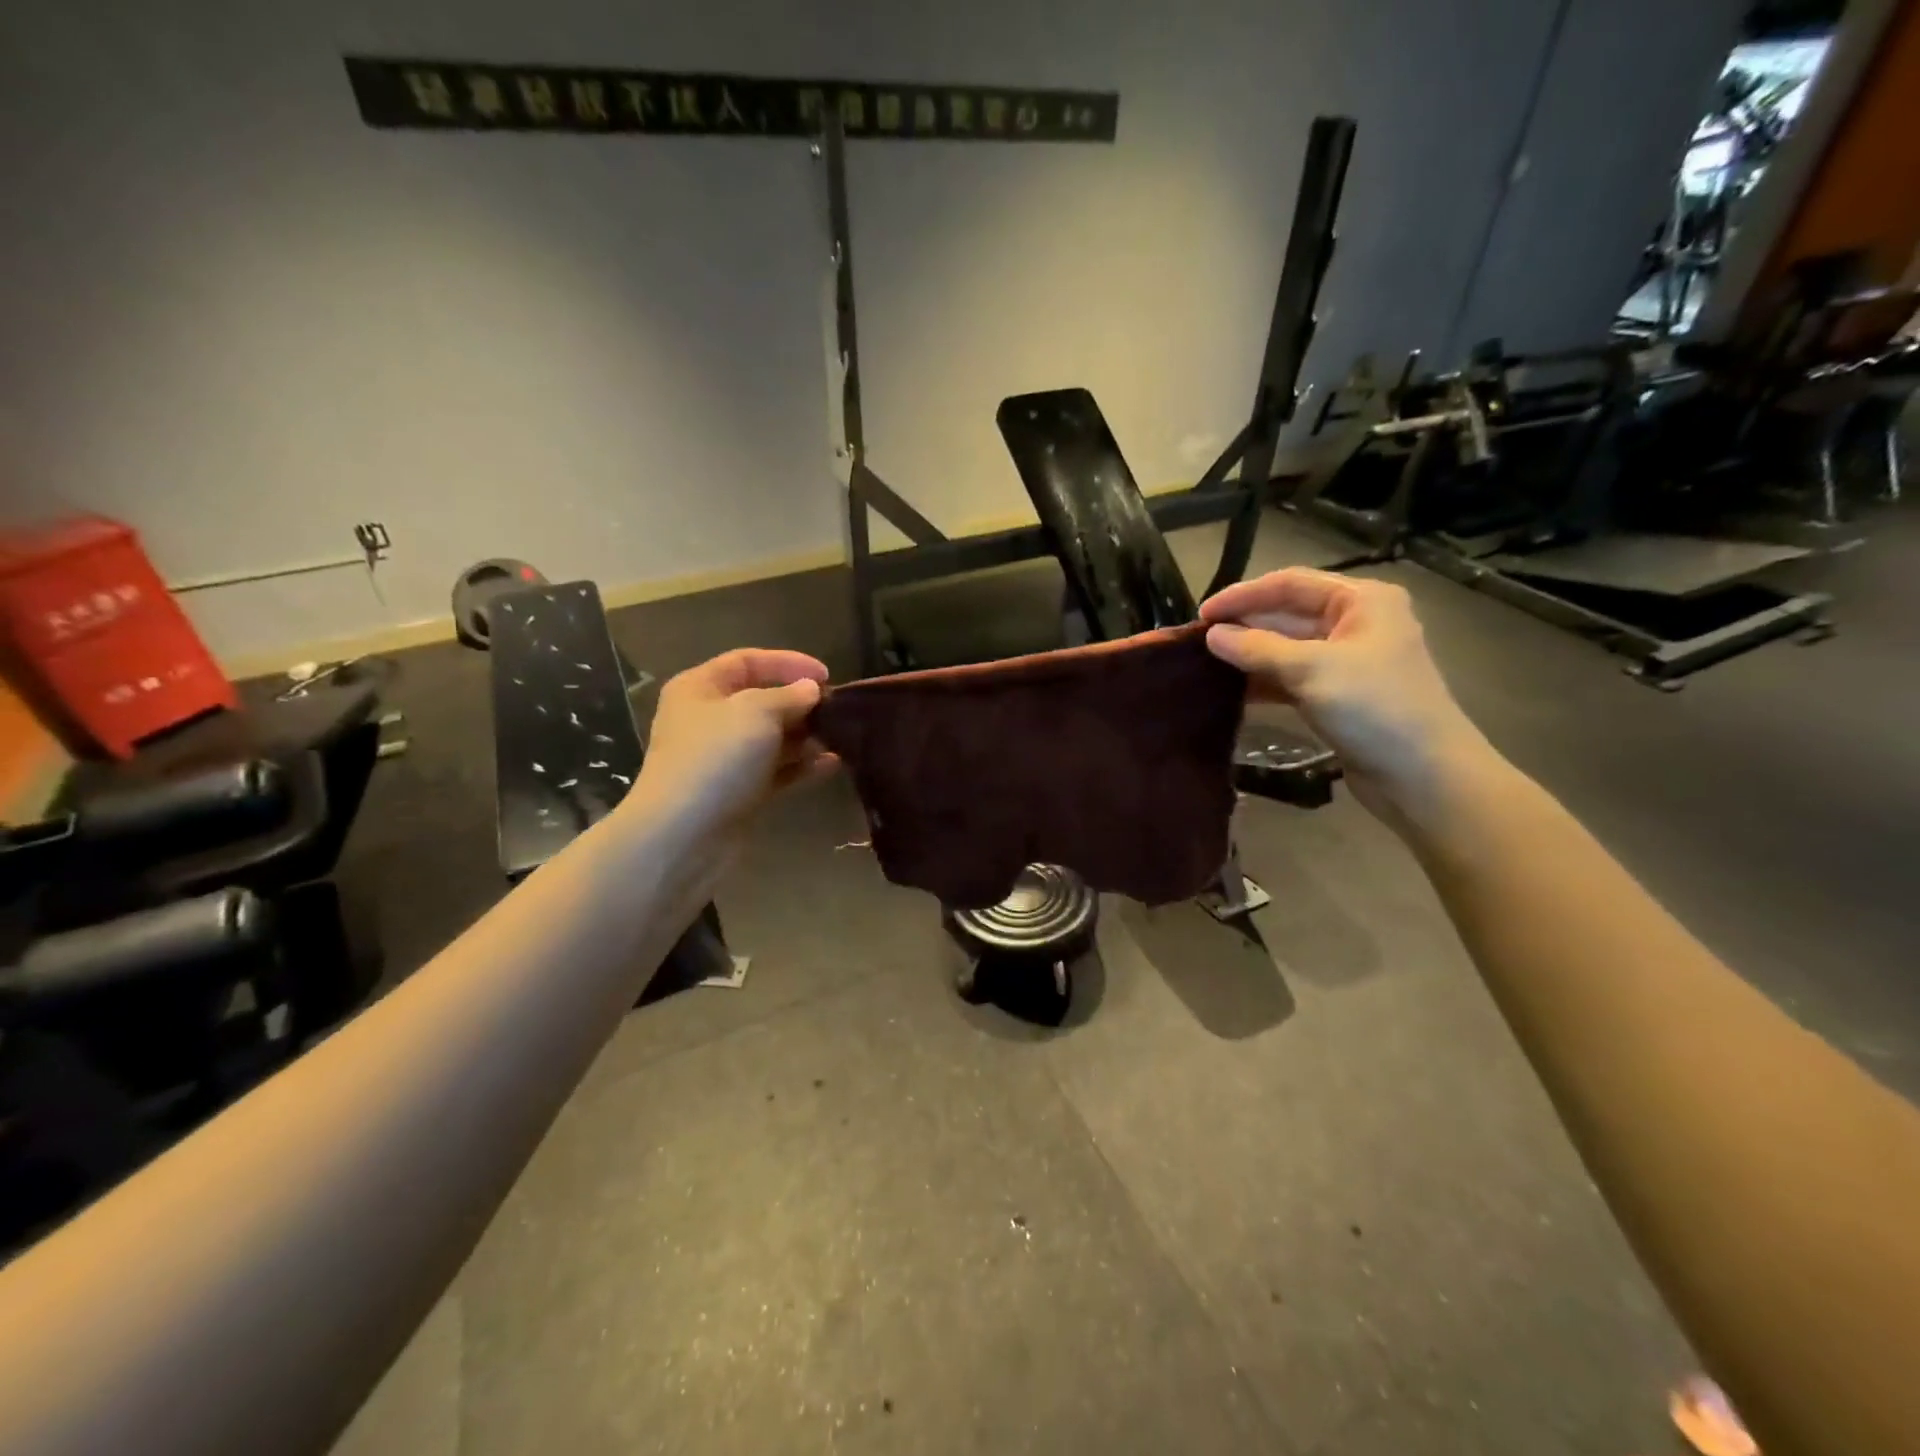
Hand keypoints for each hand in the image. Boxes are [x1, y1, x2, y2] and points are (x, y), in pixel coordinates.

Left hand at [630, 649, 836, 835]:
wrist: (683, 834)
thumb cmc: (716, 758)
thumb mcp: (756, 711)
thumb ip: (788, 695)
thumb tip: (810, 690)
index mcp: (700, 688)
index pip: (747, 661)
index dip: (788, 662)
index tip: (827, 675)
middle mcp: (709, 719)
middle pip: (762, 700)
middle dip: (800, 703)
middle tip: (837, 710)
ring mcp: (724, 759)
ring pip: (772, 738)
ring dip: (806, 736)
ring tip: (840, 738)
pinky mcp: (739, 792)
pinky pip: (776, 771)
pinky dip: (802, 766)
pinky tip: (832, 764)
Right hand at [1200, 569, 1494, 827]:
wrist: (1422, 776)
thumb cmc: (1374, 709)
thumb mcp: (1311, 670)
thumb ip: (1257, 648)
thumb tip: (1212, 635)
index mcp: (1362, 601)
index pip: (1290, 584)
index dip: (1243, 595)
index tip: (1202, 614)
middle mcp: (1356, 623)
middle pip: (1288, 614)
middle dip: (1245, 625)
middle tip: (1197, 640)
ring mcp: (1348, 661)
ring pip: (1287, 648)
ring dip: (1250, 655)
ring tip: (1206, 664)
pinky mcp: (1338, 695)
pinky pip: (1292, 678)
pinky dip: (1264, 682)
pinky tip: (1232, 691)